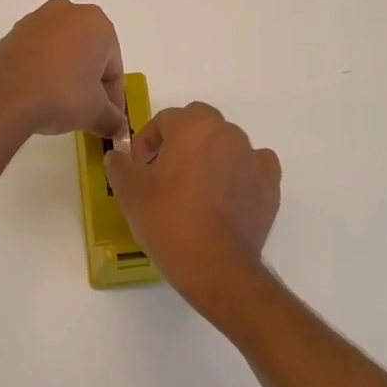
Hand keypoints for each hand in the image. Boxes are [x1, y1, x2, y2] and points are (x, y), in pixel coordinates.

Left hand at [0, 0, 126, 139]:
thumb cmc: (62, 95)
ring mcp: (36, 19)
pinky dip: (42, 70)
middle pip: (88, 53)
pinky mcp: (12, 32)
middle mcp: (68, 11)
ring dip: (66, 73)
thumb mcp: (95, 113)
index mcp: (96, 23)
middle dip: (89, 80)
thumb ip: (113, 120)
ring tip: (60, 104)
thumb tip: (118, 128)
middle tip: (87, 110)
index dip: (113, 96)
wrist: (3, 96)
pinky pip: (38, 52)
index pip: (114, 66)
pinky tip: (38, 94)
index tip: (109, 118)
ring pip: (62, 50)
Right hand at [105, 103, 280, 318]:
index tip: (138, 167)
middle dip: (179, 144)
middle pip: (198, 127)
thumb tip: (117, 156)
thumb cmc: (168, 220)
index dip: (146, 141)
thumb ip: (119, 165)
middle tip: (163, 174)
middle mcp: (229, 133)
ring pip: (226, 146)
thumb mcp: (130, 191)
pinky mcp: (270, 186)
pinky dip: (239, 174)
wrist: (216, 266)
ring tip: (193, 191)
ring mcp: (253, 158)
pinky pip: (252, 168)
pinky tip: (225, 196)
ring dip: (209, 158)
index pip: (165, 120)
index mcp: (194, 125)